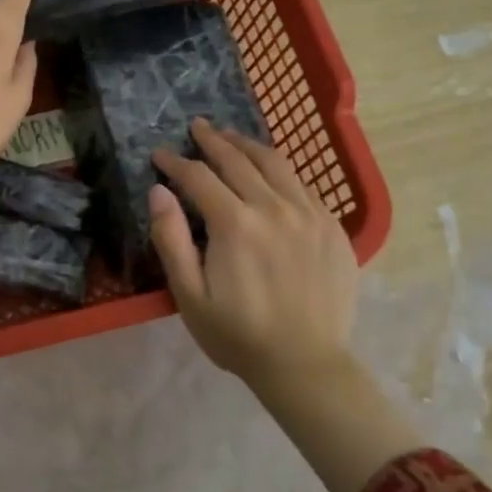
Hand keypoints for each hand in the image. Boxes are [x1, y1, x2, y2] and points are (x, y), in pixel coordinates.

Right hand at [149, 119, 358, 387]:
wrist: (306, 365)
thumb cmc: (238, 335)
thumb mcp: (189, 295)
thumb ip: (171, 239)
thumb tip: (159, 190)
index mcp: (236, 224)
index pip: (199, 177)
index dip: (176, 162)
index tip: (159, 153)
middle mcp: (274, 208)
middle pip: (238, 160)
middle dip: (212, 140)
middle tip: (196, 126)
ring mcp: (309, 214)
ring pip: (275, 163)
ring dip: (248, 145)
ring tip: (231, 135)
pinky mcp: (332, 227)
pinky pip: (303, 185)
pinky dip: (280, 169)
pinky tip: (270, 171)